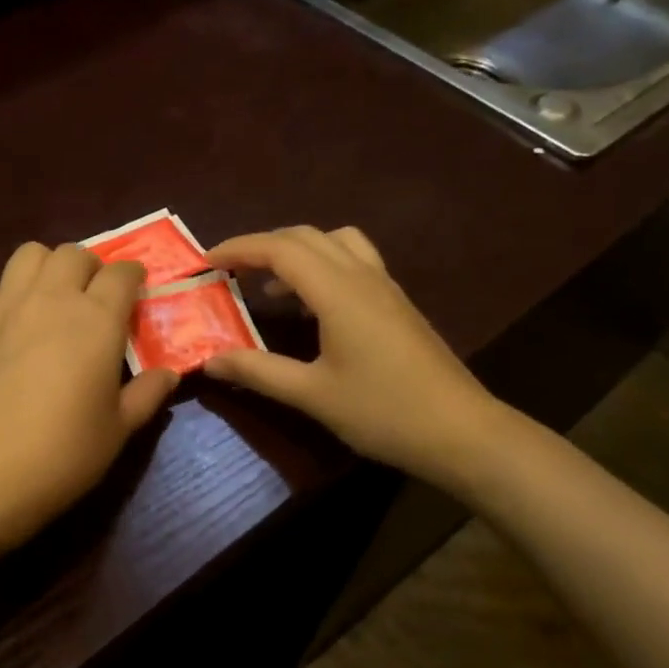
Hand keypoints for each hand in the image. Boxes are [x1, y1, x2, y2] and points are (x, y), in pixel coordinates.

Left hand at [0, 243, 179, 550]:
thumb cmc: (62, 454)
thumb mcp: (118, 429)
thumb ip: (146, 394)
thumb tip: (169, 374)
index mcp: (95, 320)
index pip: (121, 273)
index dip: (134, 276)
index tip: (137, 292)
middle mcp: (52, 299)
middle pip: (74, 254)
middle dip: (93, 268)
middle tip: (97, 299)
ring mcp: (7, 307)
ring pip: (31, 254)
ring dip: (50, 266)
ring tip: (55, 298)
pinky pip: (0, 285)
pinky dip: (16, 290)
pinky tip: (19, 324)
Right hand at [202, 226, 511, 485]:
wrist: (462, 431)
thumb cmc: (383, 412)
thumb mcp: (312, 395)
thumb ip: (258, 371)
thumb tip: (210, 360)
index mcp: (338, 291)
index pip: (280, 249)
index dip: (240, 248)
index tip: (207, 261)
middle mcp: (362, 276)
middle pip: (306, 236)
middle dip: (263, 245)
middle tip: (230, 270)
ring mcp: (385, 287)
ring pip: (335, 242)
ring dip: (296, 251)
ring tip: (269, 285)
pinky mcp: (397, 304)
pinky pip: (354, 262)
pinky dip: (322, 266)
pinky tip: (312, 307)